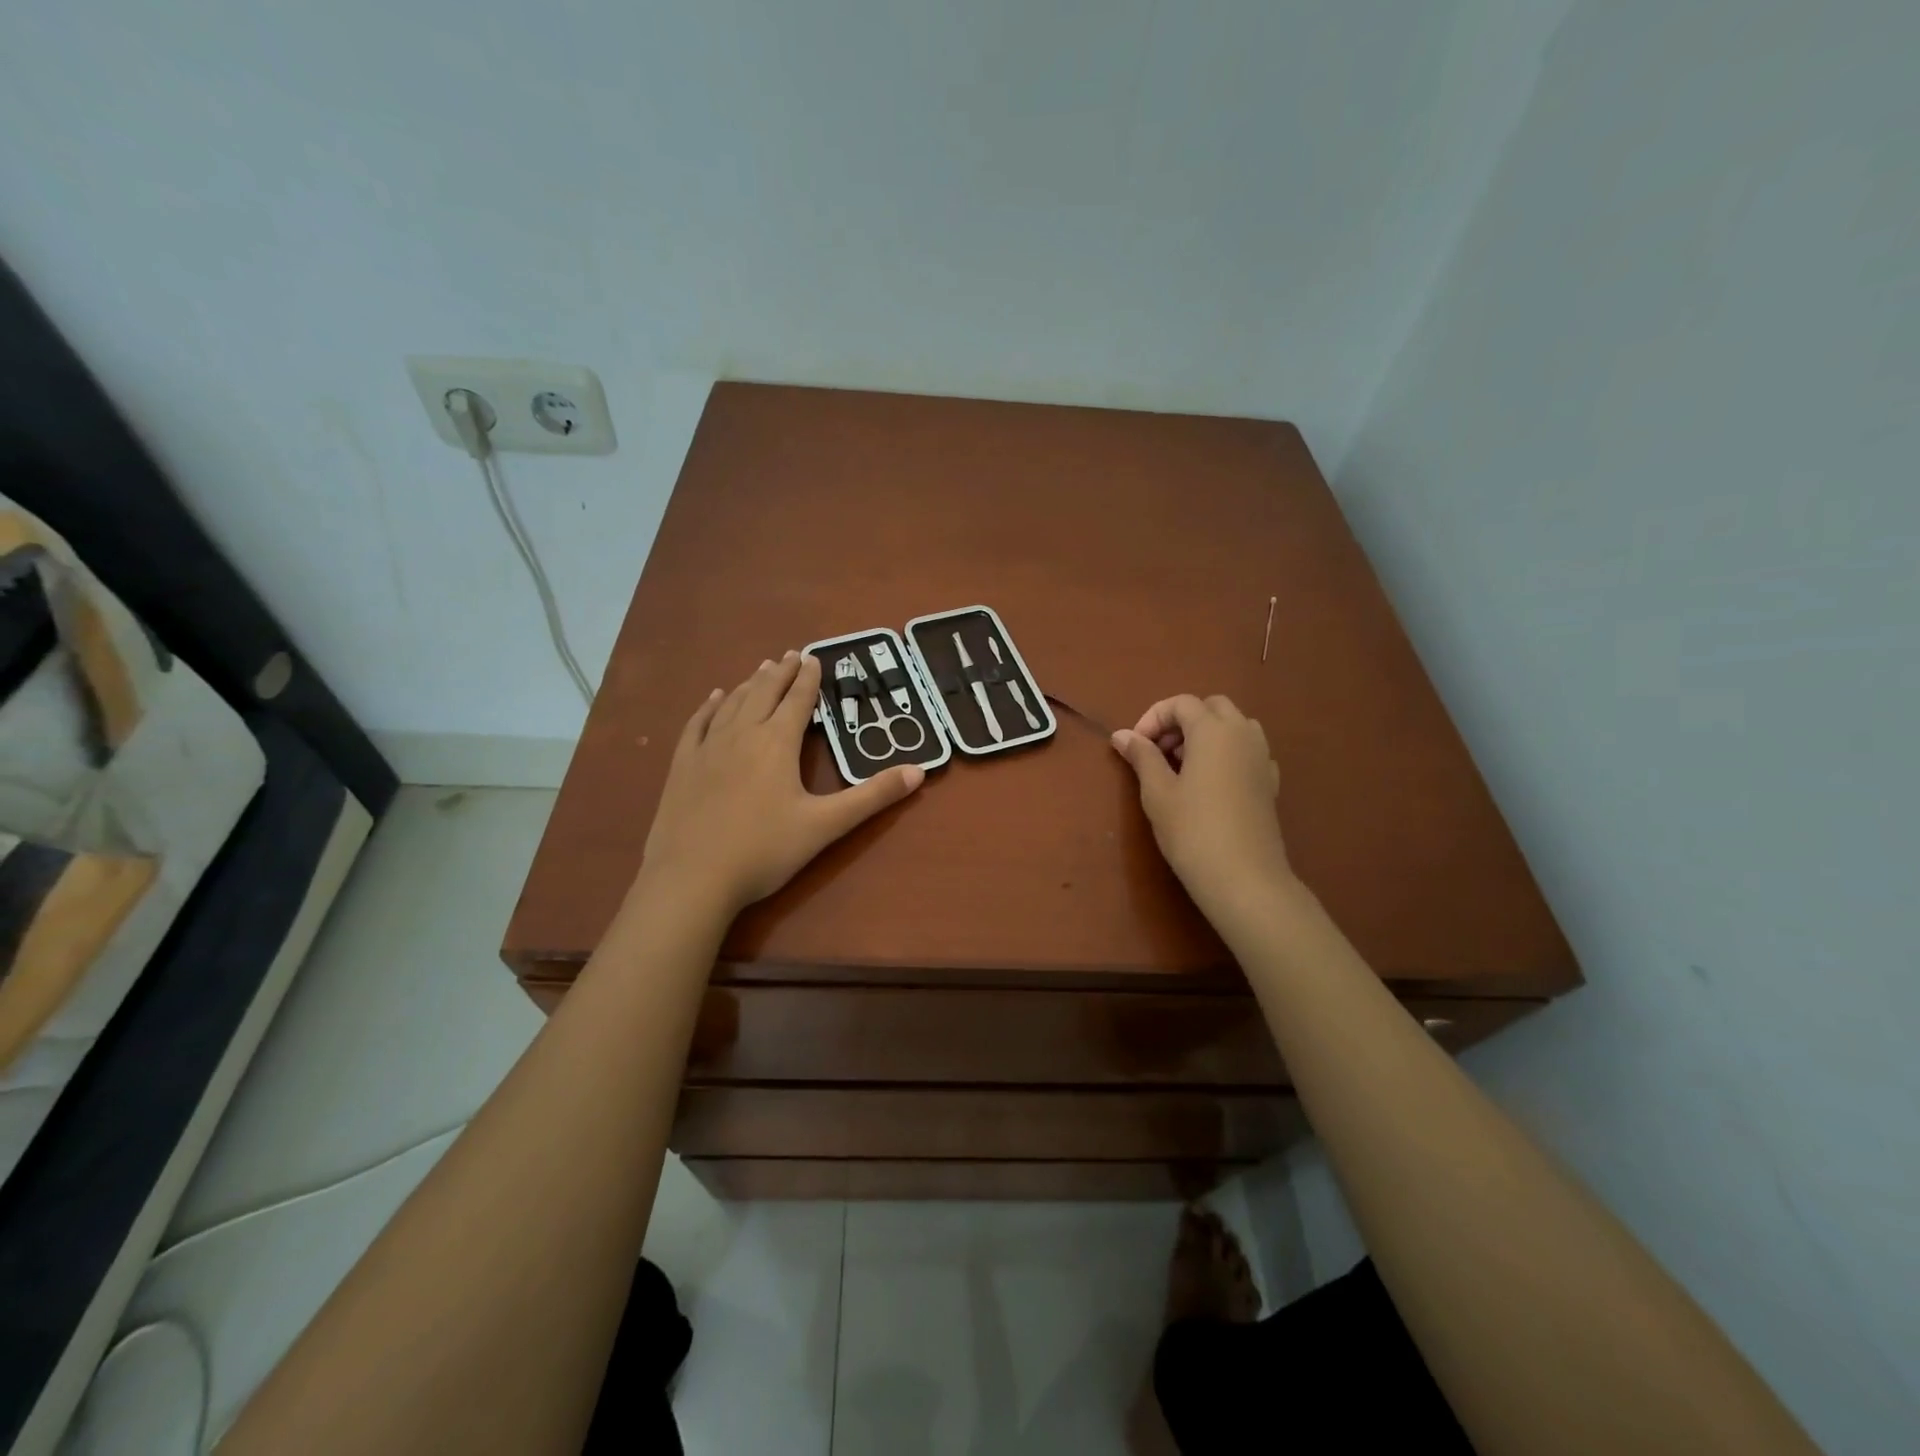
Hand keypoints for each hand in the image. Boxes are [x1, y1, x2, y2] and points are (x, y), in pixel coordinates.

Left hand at [641, 651, 924, 914]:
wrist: (693, 878)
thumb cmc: (765, 850)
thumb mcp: (826, 825)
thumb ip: (872, 797)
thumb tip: (919, 772)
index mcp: (777, 743)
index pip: (797, 701)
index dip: (808, 679)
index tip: (814, 658)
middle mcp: (742, 734)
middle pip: (764, 693)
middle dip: (781, 672)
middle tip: (791, 655)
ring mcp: (708, 748)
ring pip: (733, 703)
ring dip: (751, 683)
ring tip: (762, 669)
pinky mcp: (683, 766)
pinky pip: (698, 724)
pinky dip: (710, 706)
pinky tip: (714, 698)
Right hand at [1110, 694, 1291, 914]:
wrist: (1244, 878)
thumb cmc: (1192, 830)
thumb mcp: (1157, 792)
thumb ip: (1142, 756)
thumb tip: (1122, 735)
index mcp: (1213, 730)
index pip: (1181, 703)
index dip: (1153, 718)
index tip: (1136, 747)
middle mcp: (1242, 735)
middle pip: (1212, 708)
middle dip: (1182, 721)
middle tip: (1159, 752)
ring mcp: (1262, 758)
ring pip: (1234, 726)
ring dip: (1206, 735)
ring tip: (1182, 767)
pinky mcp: (1269, 783)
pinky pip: (1247, 752)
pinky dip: (1225, 754)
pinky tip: (1209, 785)